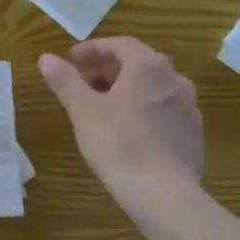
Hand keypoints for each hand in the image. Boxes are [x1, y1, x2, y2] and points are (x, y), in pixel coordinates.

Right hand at [39, 37, 204, 205]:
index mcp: (148, 66)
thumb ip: (65, 80)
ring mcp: (188, 106)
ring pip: (153, 87)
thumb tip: (46, 58)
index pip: (119, 44)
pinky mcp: (194, 133)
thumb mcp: (83, 111)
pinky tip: (128, 130)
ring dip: (127, 89)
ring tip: (103, 107)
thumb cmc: (119, 144)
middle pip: (139, 63)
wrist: (165, 194)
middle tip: (84, 83)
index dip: (93, 49)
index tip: (72, 59)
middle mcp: (174, 79)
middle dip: (109, 69)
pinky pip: (164, 109)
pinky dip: (144, 109)